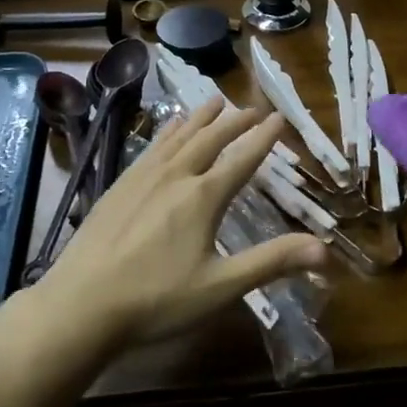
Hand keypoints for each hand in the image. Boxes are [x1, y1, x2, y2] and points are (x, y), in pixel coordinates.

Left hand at [38, 97, 327, 342]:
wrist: (81, 305)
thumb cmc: (157, 300)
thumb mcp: (222, 286)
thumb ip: (272, 262)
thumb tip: (325, 250)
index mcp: (203, 197)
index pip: (242, 159)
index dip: (263, 138)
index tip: (279, 117)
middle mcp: (175, 176)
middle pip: (211, 139)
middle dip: (235, 122)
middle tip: (252, 108)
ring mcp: (142, 178)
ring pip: (178, 137)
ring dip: (201, 118)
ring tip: (215, 101)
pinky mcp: (118, 187)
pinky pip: (151, 147)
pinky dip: (167, 132)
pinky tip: (168, 130)